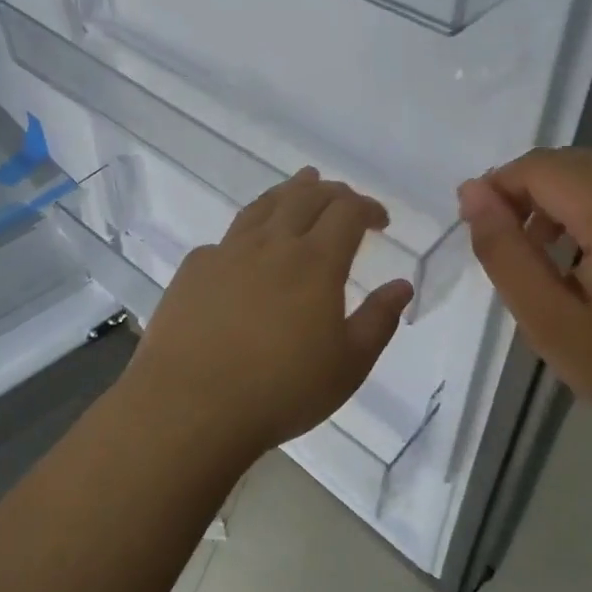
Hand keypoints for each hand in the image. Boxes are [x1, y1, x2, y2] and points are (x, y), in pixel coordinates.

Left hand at [126, 169, 414, 457]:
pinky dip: (250, 229)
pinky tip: (248, 246)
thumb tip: (401, 285)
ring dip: (289, 192)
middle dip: (332, 192)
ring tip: (300, 185)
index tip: (380, 221)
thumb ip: (378, 320)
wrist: (190, 405)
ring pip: (264, 205)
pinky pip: (228, 237)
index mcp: (315, 261)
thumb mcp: (348, 366)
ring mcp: (227, 251)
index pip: (347, 212)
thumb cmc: (280, 390)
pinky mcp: (194, 268)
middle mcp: (272, 244)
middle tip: (345, 200)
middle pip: (306, 196)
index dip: (368, 208)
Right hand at [457, 148, 591, 454]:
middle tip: (515, 248)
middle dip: (534, 192)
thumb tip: (472, 192)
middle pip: (577, 162)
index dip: (501, 188)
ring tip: (556, 255)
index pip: (541, 167)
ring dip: (572, 197)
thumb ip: (504, 251)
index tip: (483, 230)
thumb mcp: (550, 323)